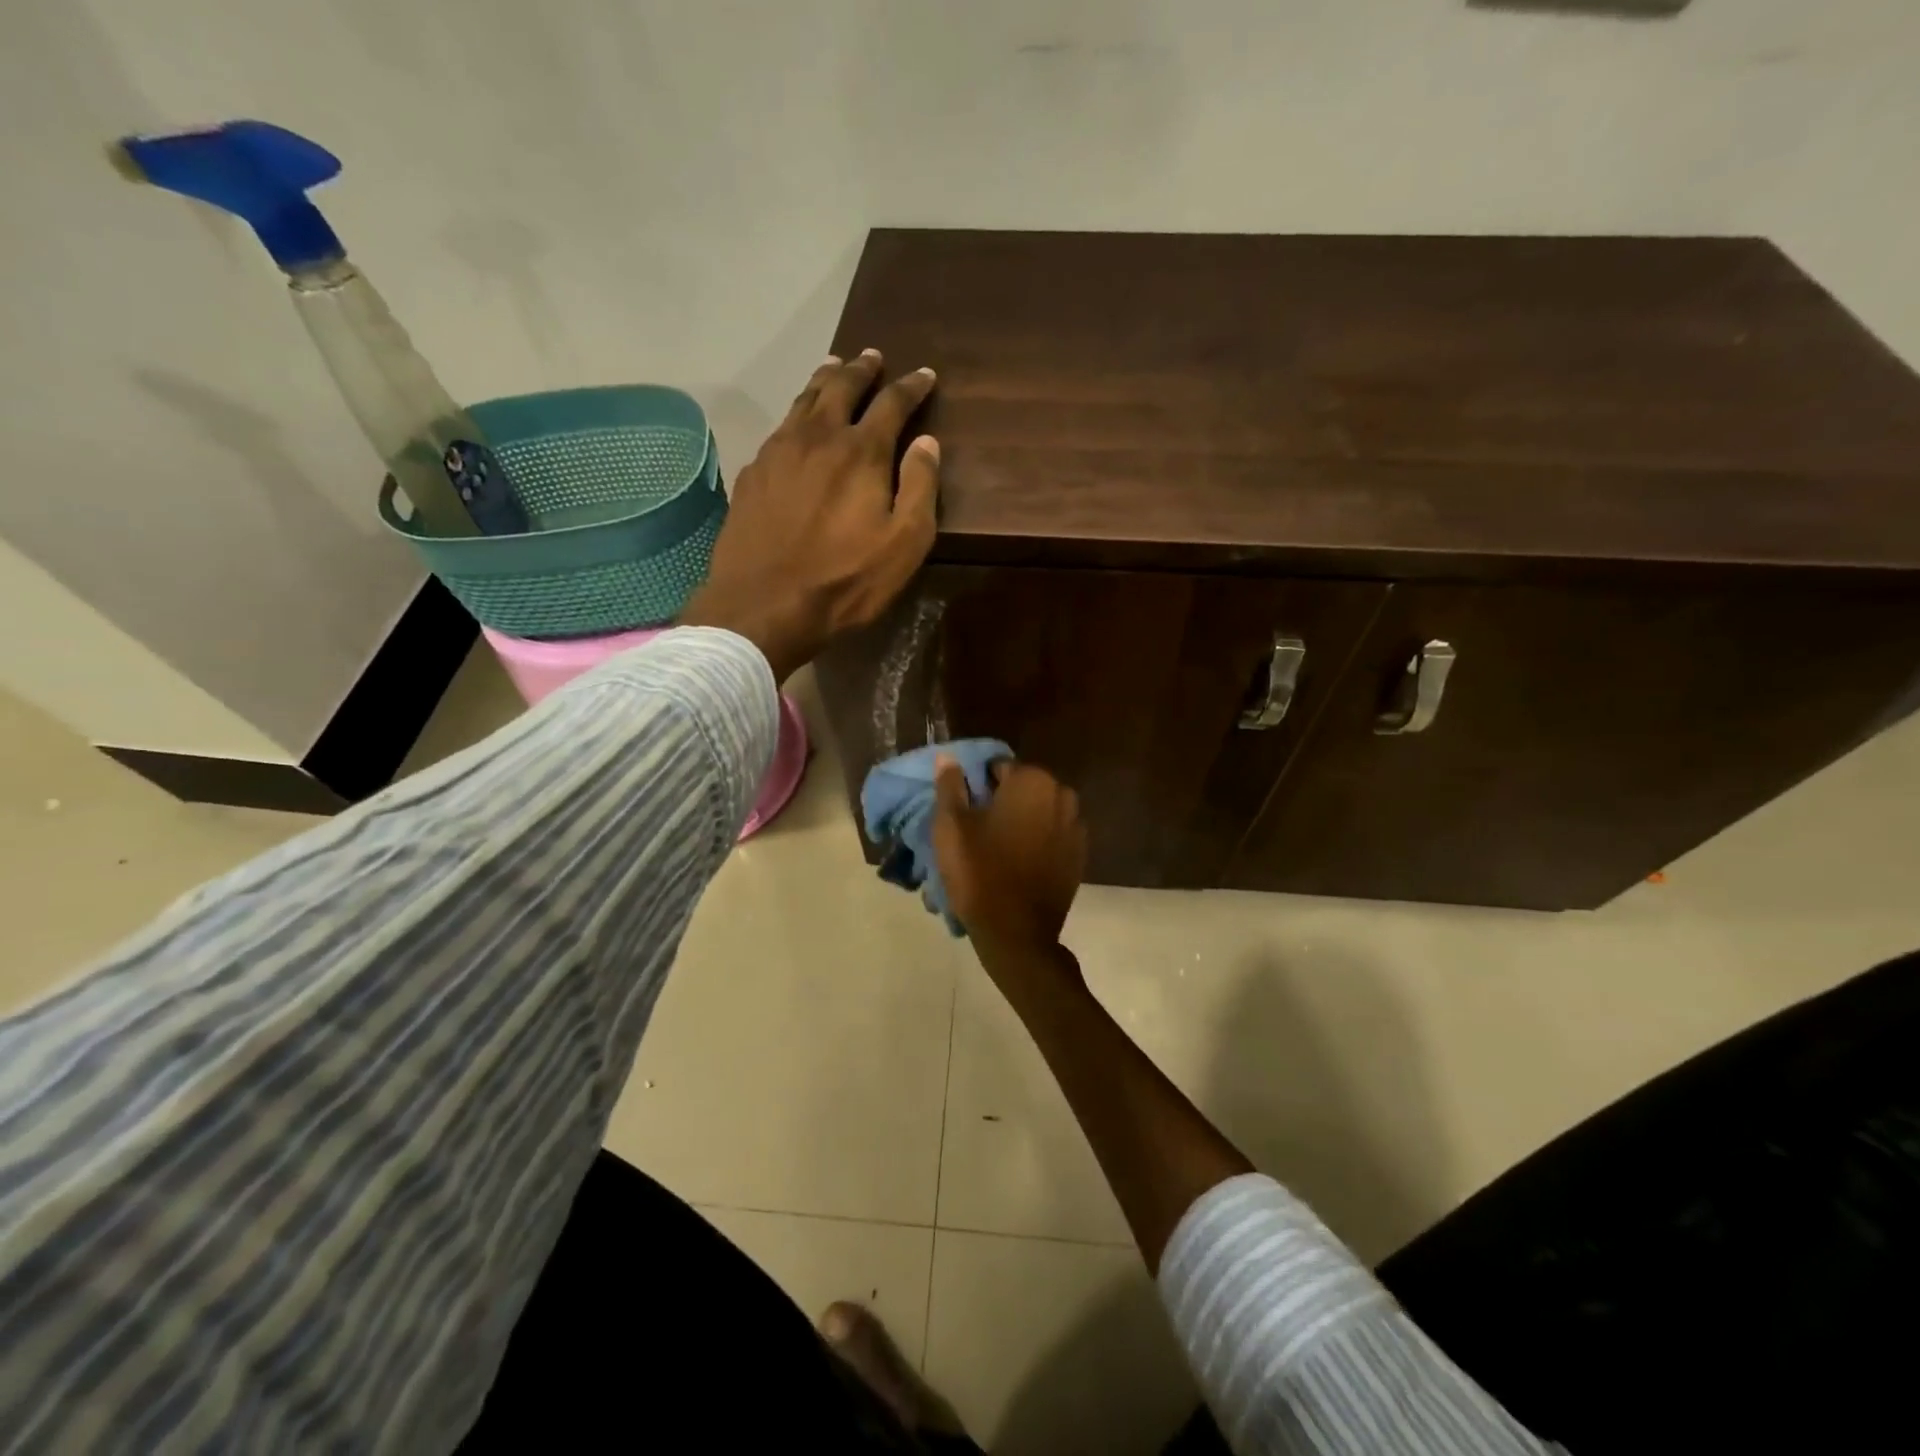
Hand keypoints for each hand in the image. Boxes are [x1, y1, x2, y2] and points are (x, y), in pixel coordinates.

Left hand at [679, 350, 939, 680]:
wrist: (764, 604)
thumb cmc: (845, 580)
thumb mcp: (904, 544)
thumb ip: (921, 488)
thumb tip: (927, 441)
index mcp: (862, 451)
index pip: (892, 403)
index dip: (911, 386)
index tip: (925, 375)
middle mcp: (819, 437)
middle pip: (841, 387)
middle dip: (862, 369)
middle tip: (872, 356)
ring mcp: (778, 451)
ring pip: (805, 400)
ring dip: (825, 379)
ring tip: (835, 367)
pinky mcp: (753, 472)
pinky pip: (779, 427)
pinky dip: (796, 413)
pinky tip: (797, 423)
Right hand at [932, 756, 1086, 955]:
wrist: (1017, 934)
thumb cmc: (979, 872)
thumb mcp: (951, 826)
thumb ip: (950, 785)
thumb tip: (947, 756)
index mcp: (1033, 781)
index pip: (998, 767)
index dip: (977, 785)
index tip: (963, 810)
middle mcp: (1063, 795)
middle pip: (1023, 788)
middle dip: (1002, 802)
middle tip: (976, 830)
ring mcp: (1077, 827)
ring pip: (1040, 812)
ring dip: (1021, 821)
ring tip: (996, 848)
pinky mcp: (1080, 856)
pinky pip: (1053, 836)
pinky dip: (1037, 842)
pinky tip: (1017, 864)